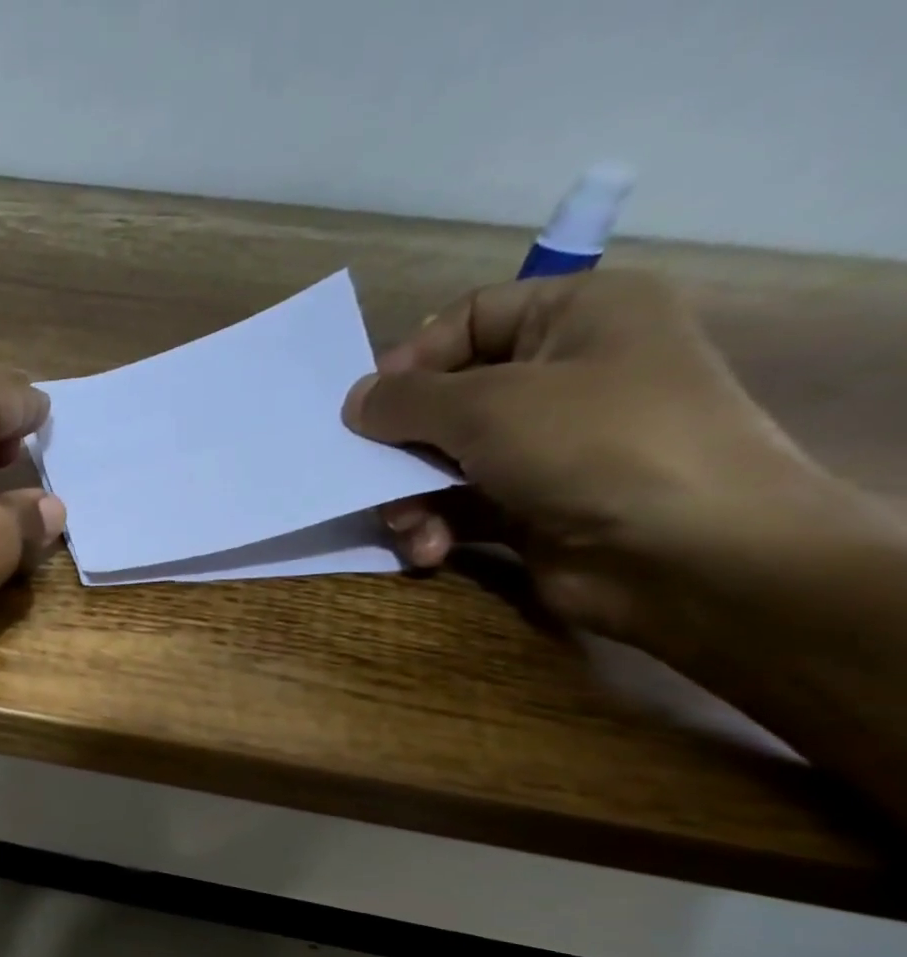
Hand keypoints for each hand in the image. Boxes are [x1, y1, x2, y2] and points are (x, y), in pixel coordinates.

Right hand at [341, 270, 833, 645]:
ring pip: (444, 461)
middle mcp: (564, 374)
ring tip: (409, 526)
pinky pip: (460, 506)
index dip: (411, 360)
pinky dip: (437, 527)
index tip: (365, 408)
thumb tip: (354, 400)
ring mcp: (549, 446)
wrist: (689, 554)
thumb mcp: (488, 405)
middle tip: (371, 477)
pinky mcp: (532, 506)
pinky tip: (432, 550)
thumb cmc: (595, 445)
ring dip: (412, 498)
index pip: (469, 318)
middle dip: (403, 446)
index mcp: (577, 315)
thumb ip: (408, 400)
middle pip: (447, 398)